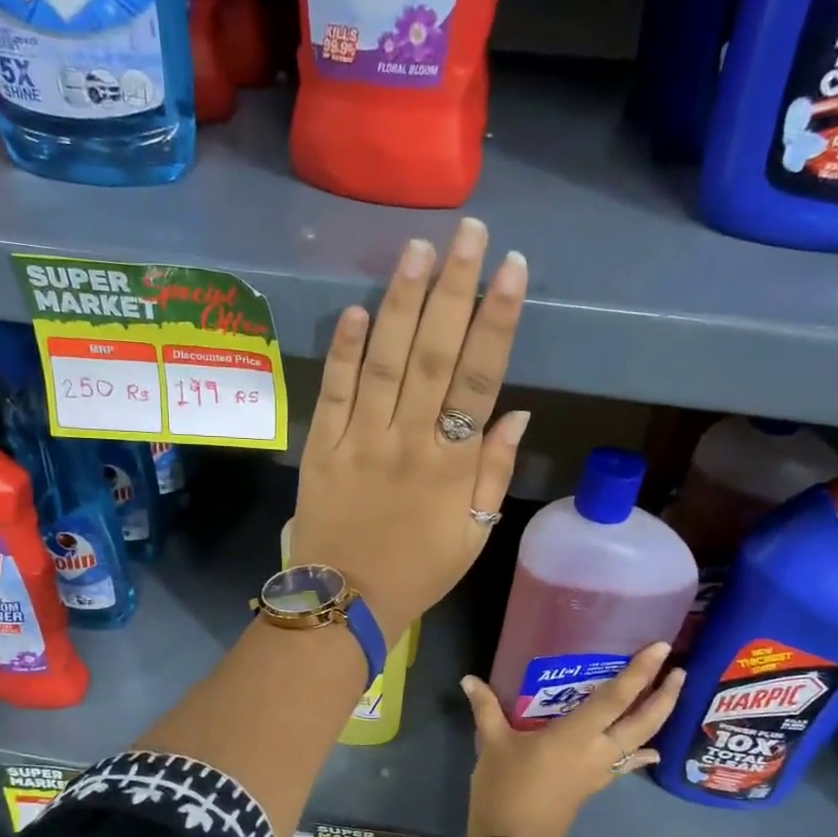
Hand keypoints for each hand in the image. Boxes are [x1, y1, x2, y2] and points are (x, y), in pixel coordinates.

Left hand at [288, 219, 529, 642]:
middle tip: (467, 233)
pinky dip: (345, 352)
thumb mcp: (474, 536)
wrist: (346, 603)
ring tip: (416, 250)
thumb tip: (515, 412)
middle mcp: (409, 441)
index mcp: (452, 464)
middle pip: (435, 355)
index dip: (496, 320)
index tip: (511, 268)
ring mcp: (360, 441)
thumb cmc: (417, 572)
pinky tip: (357, 310)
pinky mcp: (322, 448)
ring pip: (385, 363)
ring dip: (401, 304)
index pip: (480, 378)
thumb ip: (493, 474)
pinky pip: (335, 393)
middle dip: (453, 290)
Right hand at [459, 646, 682, 836]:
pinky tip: (648, 752)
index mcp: (577, 735)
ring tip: (669, 699)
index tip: (662, 648)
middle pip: (643, 721)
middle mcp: (598, 751)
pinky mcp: (594, 787)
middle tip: (680, 671)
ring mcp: (600, 772)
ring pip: (640, 742)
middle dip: (665, 696)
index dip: (641, 671)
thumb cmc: (505, 788)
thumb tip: (469, 679)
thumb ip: (486, 708)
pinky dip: (640, 753)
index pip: (617, 697)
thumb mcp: (493, 743)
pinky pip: (626, 763)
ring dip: (657, 720)